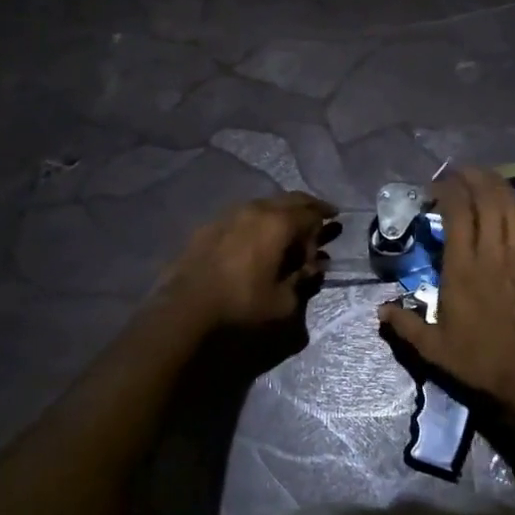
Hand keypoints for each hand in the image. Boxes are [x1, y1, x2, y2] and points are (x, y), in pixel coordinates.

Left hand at [155, 192, 334, 333]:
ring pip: (262, 205)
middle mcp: (253, 211)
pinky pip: (240, 217)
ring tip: (286, 229)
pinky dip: (255, 223)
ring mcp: (226, 216)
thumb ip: (302, 280)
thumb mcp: (284, 303)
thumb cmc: (241, 309)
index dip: (323, 224)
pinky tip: (254, 240)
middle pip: (288, 200)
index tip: (331, 231)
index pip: (311, 213)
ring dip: (279, 214)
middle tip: (319, 215)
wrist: (183, 314)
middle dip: (306, 207)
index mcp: (277, 224)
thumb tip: (312, 267)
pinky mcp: (206, 228)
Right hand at [378, 168, 514, 405]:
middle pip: (489, 201)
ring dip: (503, 187)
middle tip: (461, 172)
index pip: (457, 214)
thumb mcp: (432, 349)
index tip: (435, 188)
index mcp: (463, 269)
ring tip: (490, 178)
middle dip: (475, 178)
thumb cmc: (479, 361)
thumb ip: (405, 325)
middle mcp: (494, 255)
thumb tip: (380, 310)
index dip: (447, 191)